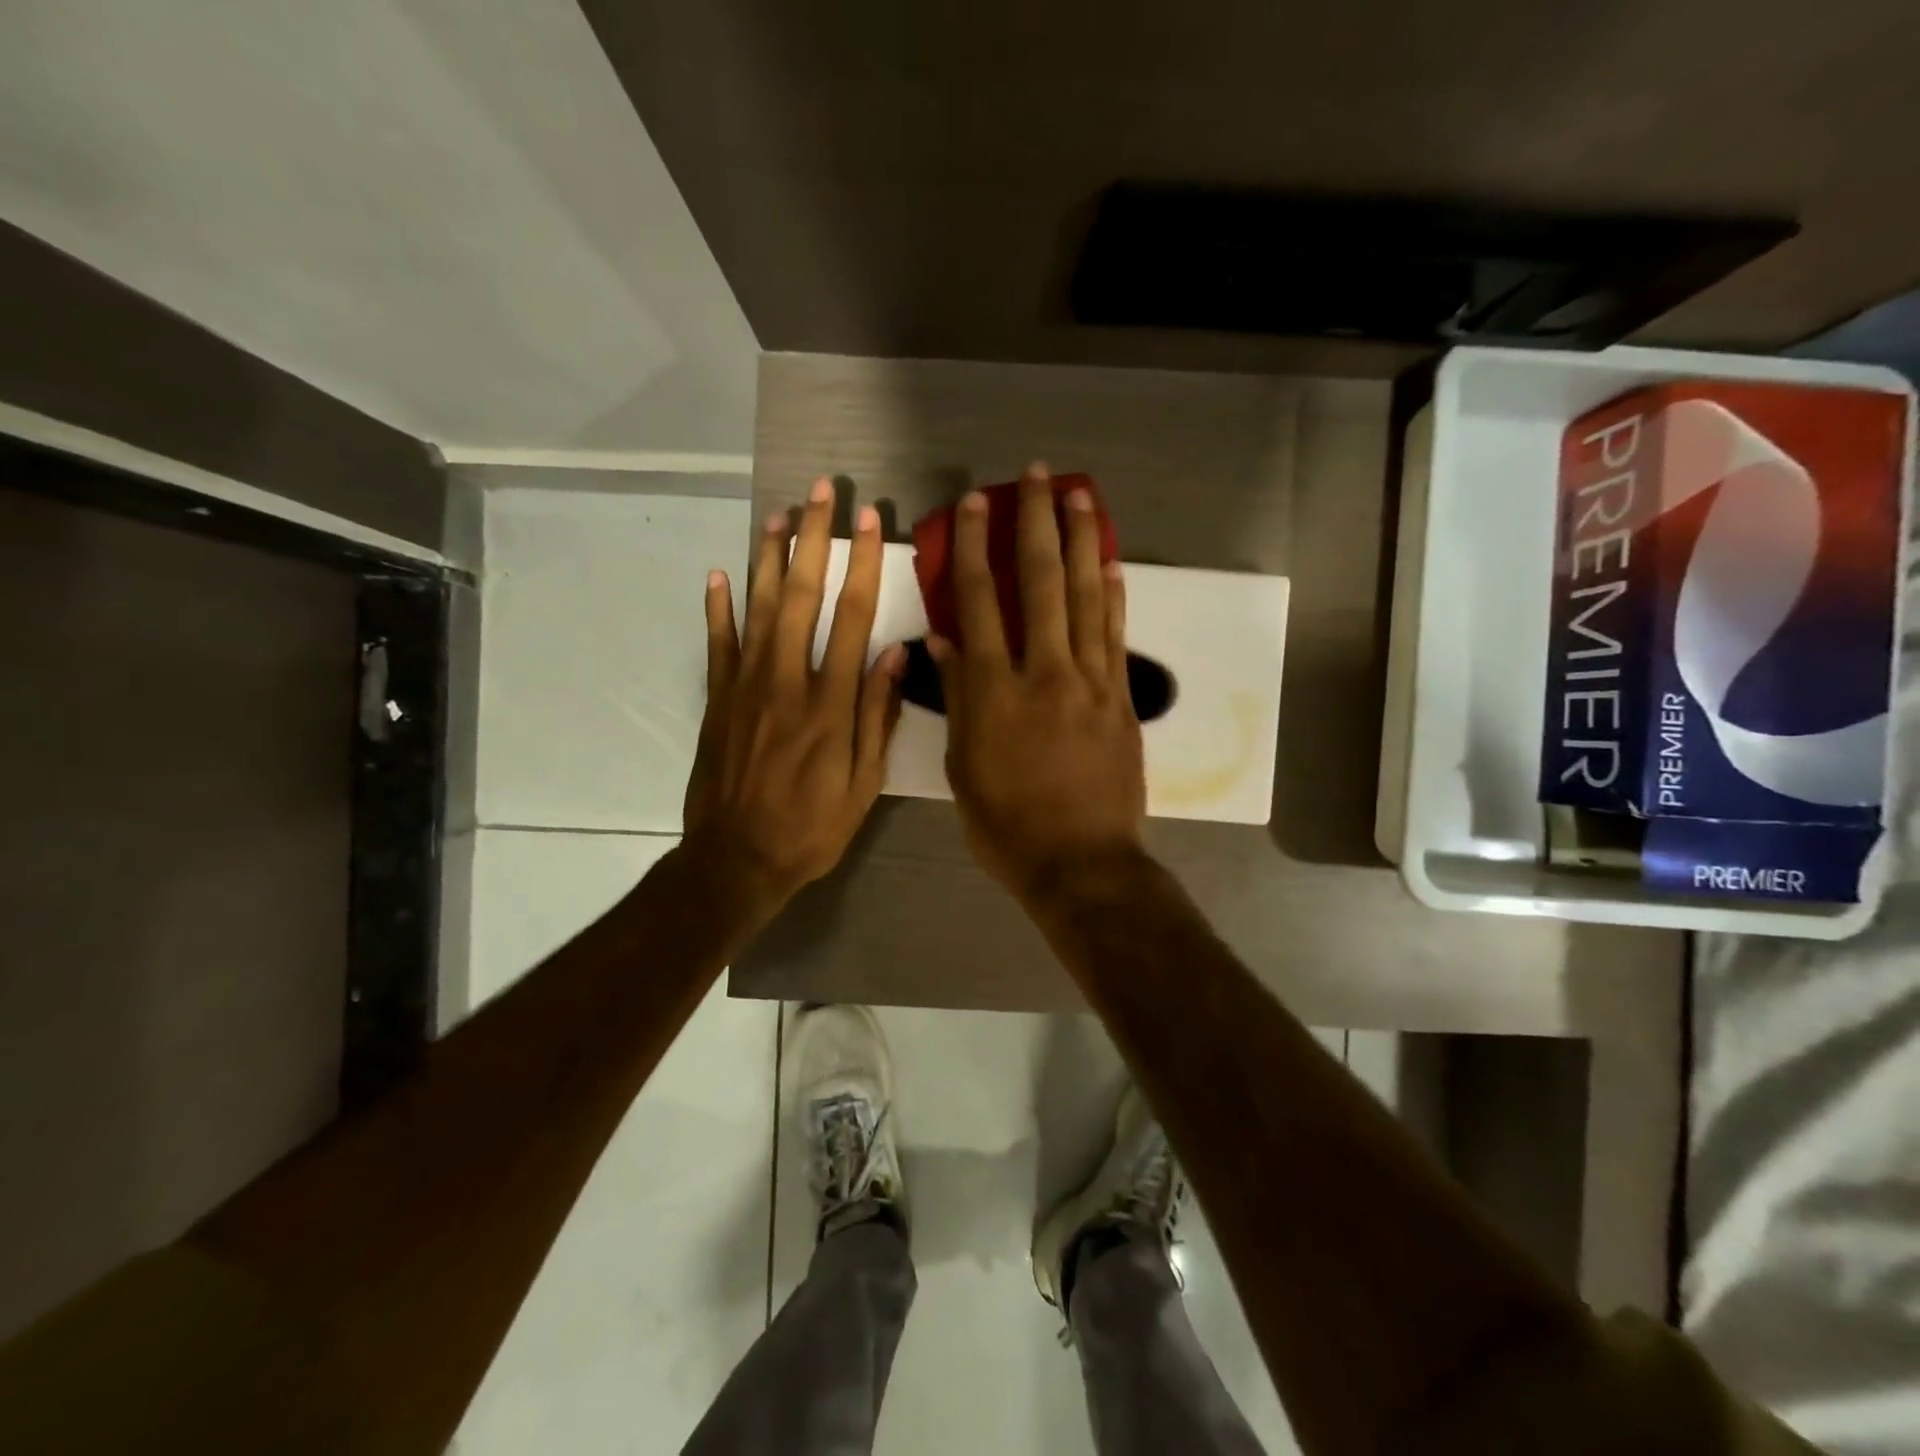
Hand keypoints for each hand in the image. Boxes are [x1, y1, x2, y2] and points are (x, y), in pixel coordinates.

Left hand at [683, 479, 904, 912]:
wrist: (737, 860)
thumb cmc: (811, 828)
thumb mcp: (864, 785)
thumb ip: (878, 717)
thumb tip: (897, 654)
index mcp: (830, 703)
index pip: (852, 617)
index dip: (863, 565)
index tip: (872, 522)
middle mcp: (786, 681)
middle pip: (800, 596)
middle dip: (813, 539)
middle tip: (820, 492)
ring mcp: (745, 687)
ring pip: (756, 607)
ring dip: (767, 557)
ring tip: (777, 514)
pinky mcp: (717, 700)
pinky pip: (717, 644)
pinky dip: (716, 607)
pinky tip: (718, 573)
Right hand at [930, 463, 1145, 903]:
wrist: (1081, 864)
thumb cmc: (1007, 826)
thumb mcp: (964, 769)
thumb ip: (958, 700)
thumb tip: (944, 643)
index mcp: (994, 691)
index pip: (979, 603)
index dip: (975, 547)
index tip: (974, 504)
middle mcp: (1044, 672)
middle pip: (1039, 583)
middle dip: (1034, 523)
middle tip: (1036, 475)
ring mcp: (1090, 682)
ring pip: (1086, 598)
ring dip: (1081, 542)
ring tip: (1079, 496)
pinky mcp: (1121, 698)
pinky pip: (1116, 636)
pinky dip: (1114, 596)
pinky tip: (1111, 563)